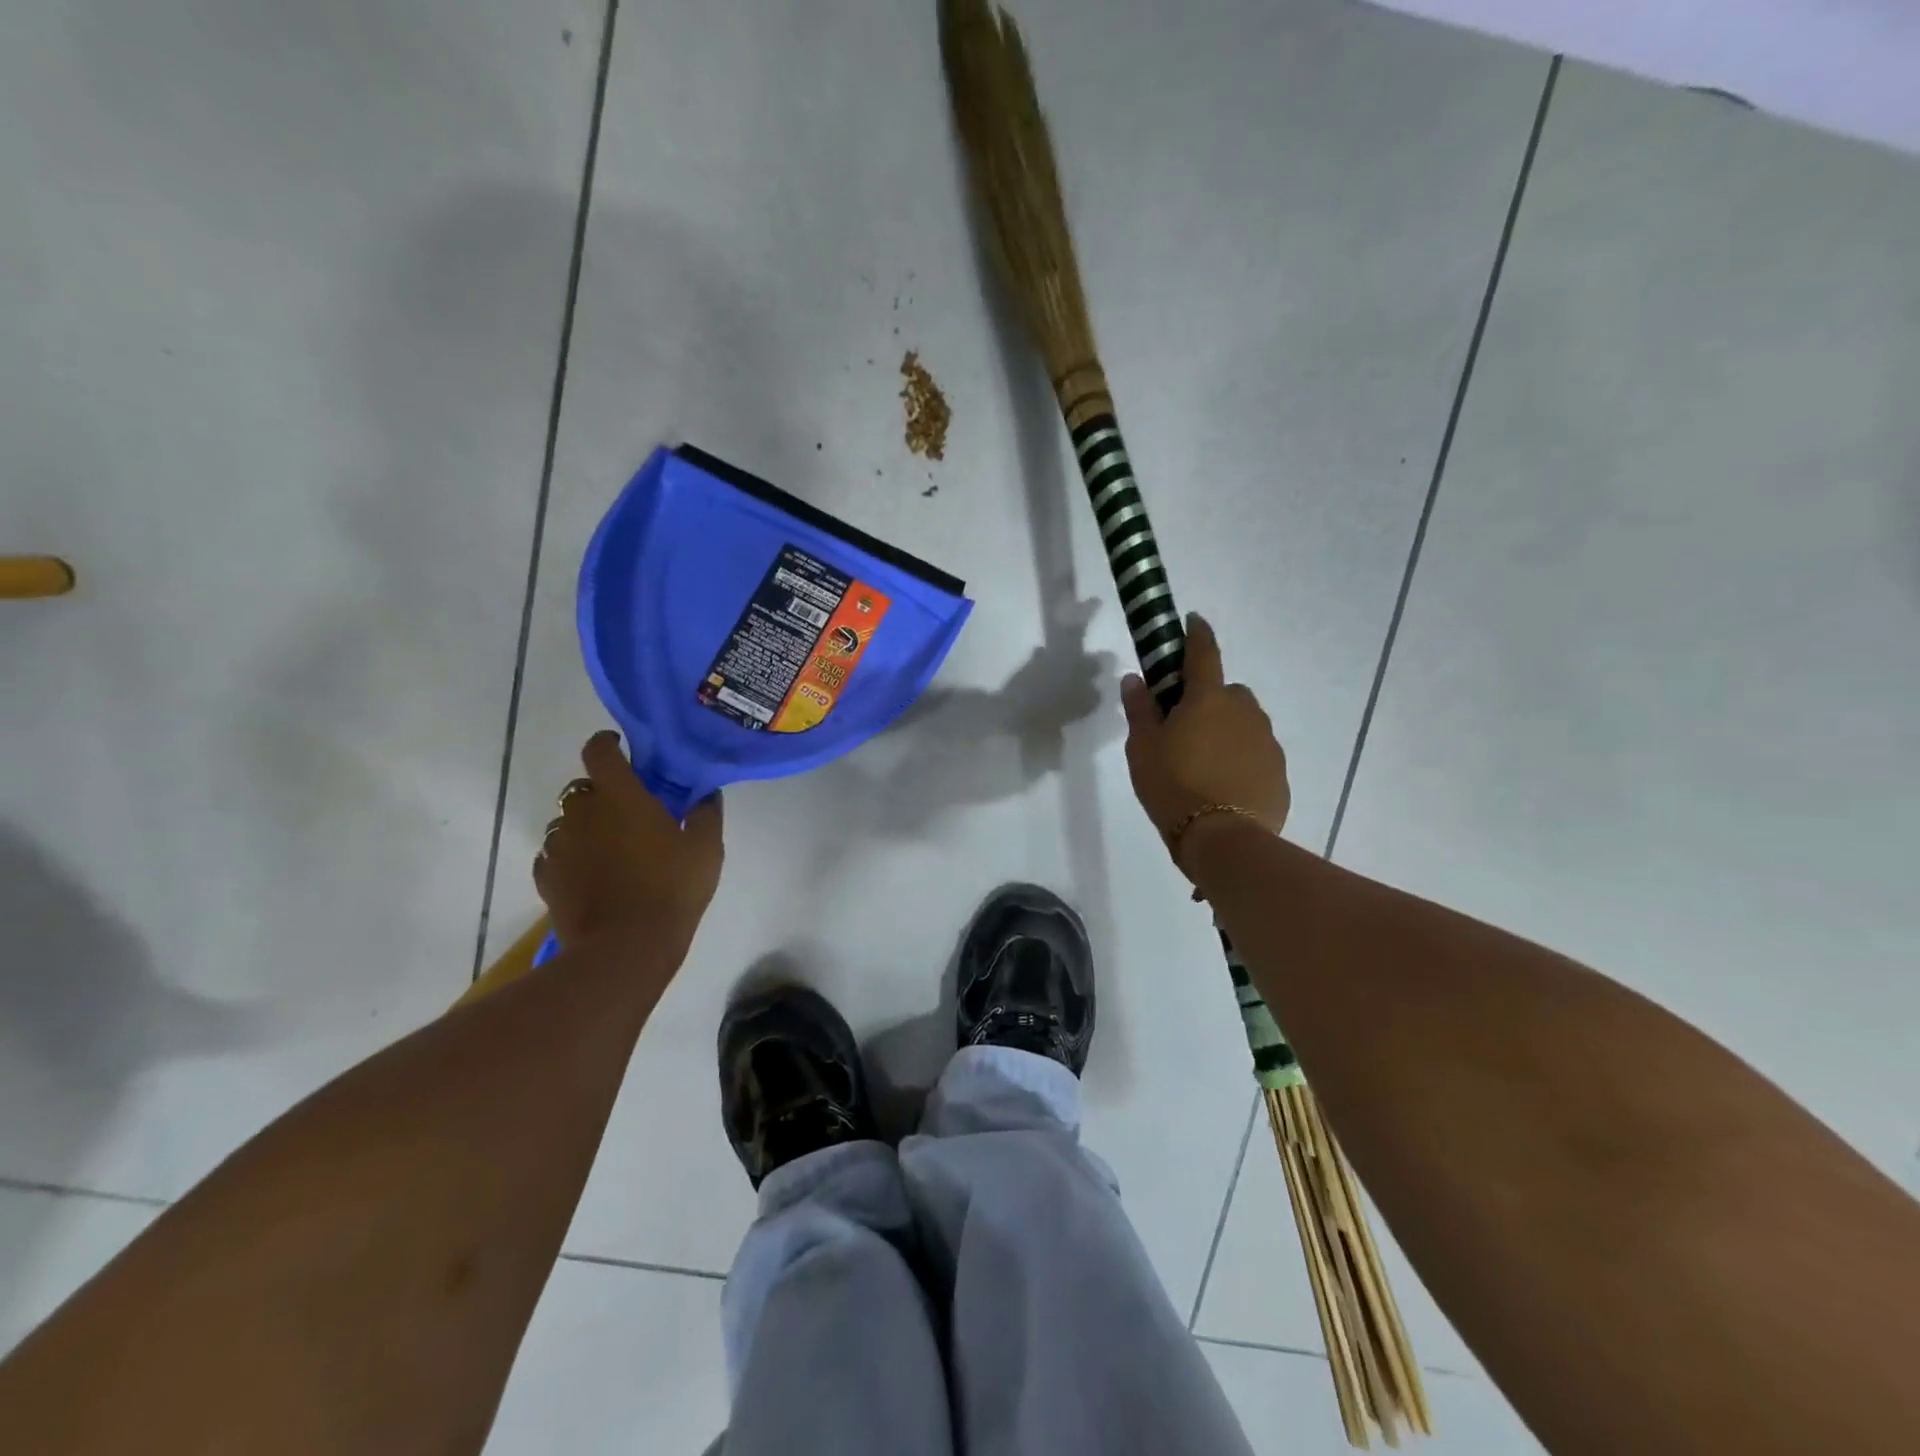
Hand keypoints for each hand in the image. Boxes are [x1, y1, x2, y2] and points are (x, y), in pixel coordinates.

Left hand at [533, 731, 724, 954]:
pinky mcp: (547, 879)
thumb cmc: (672, 889)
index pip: (599, 751)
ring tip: (610, 847)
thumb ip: (706, 815)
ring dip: (585, 826)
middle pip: (582, 788)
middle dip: (602, 793)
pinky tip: (590, 874)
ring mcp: (560, 847)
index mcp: (621, 796)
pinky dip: (570, 857)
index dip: (607, 744)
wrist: (625, 949)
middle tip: (628, 810)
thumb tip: (706, 795)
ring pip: (566, 822)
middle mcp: (583, 813)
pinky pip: (554, 856)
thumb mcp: (707, 850)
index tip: (621, 749)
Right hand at [1121, 613, 1289, 874]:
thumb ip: (1140, 710)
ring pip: (1244, 723)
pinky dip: (1241, 759)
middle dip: (1208, 700)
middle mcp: (1245, 711)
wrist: (1223, 839)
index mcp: (1208, 698)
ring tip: (1204, 764)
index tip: (1192, 621)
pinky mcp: (1279, 772)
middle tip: (1184, 727)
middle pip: (1226, 692)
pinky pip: (1256, 754)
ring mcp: (1267, 742)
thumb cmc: (1173, 786)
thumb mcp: (1142, 748)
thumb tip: (1135, 678)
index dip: (1196, 634)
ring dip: (1227, 731)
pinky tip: (1224, 786)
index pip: (1203, 653)